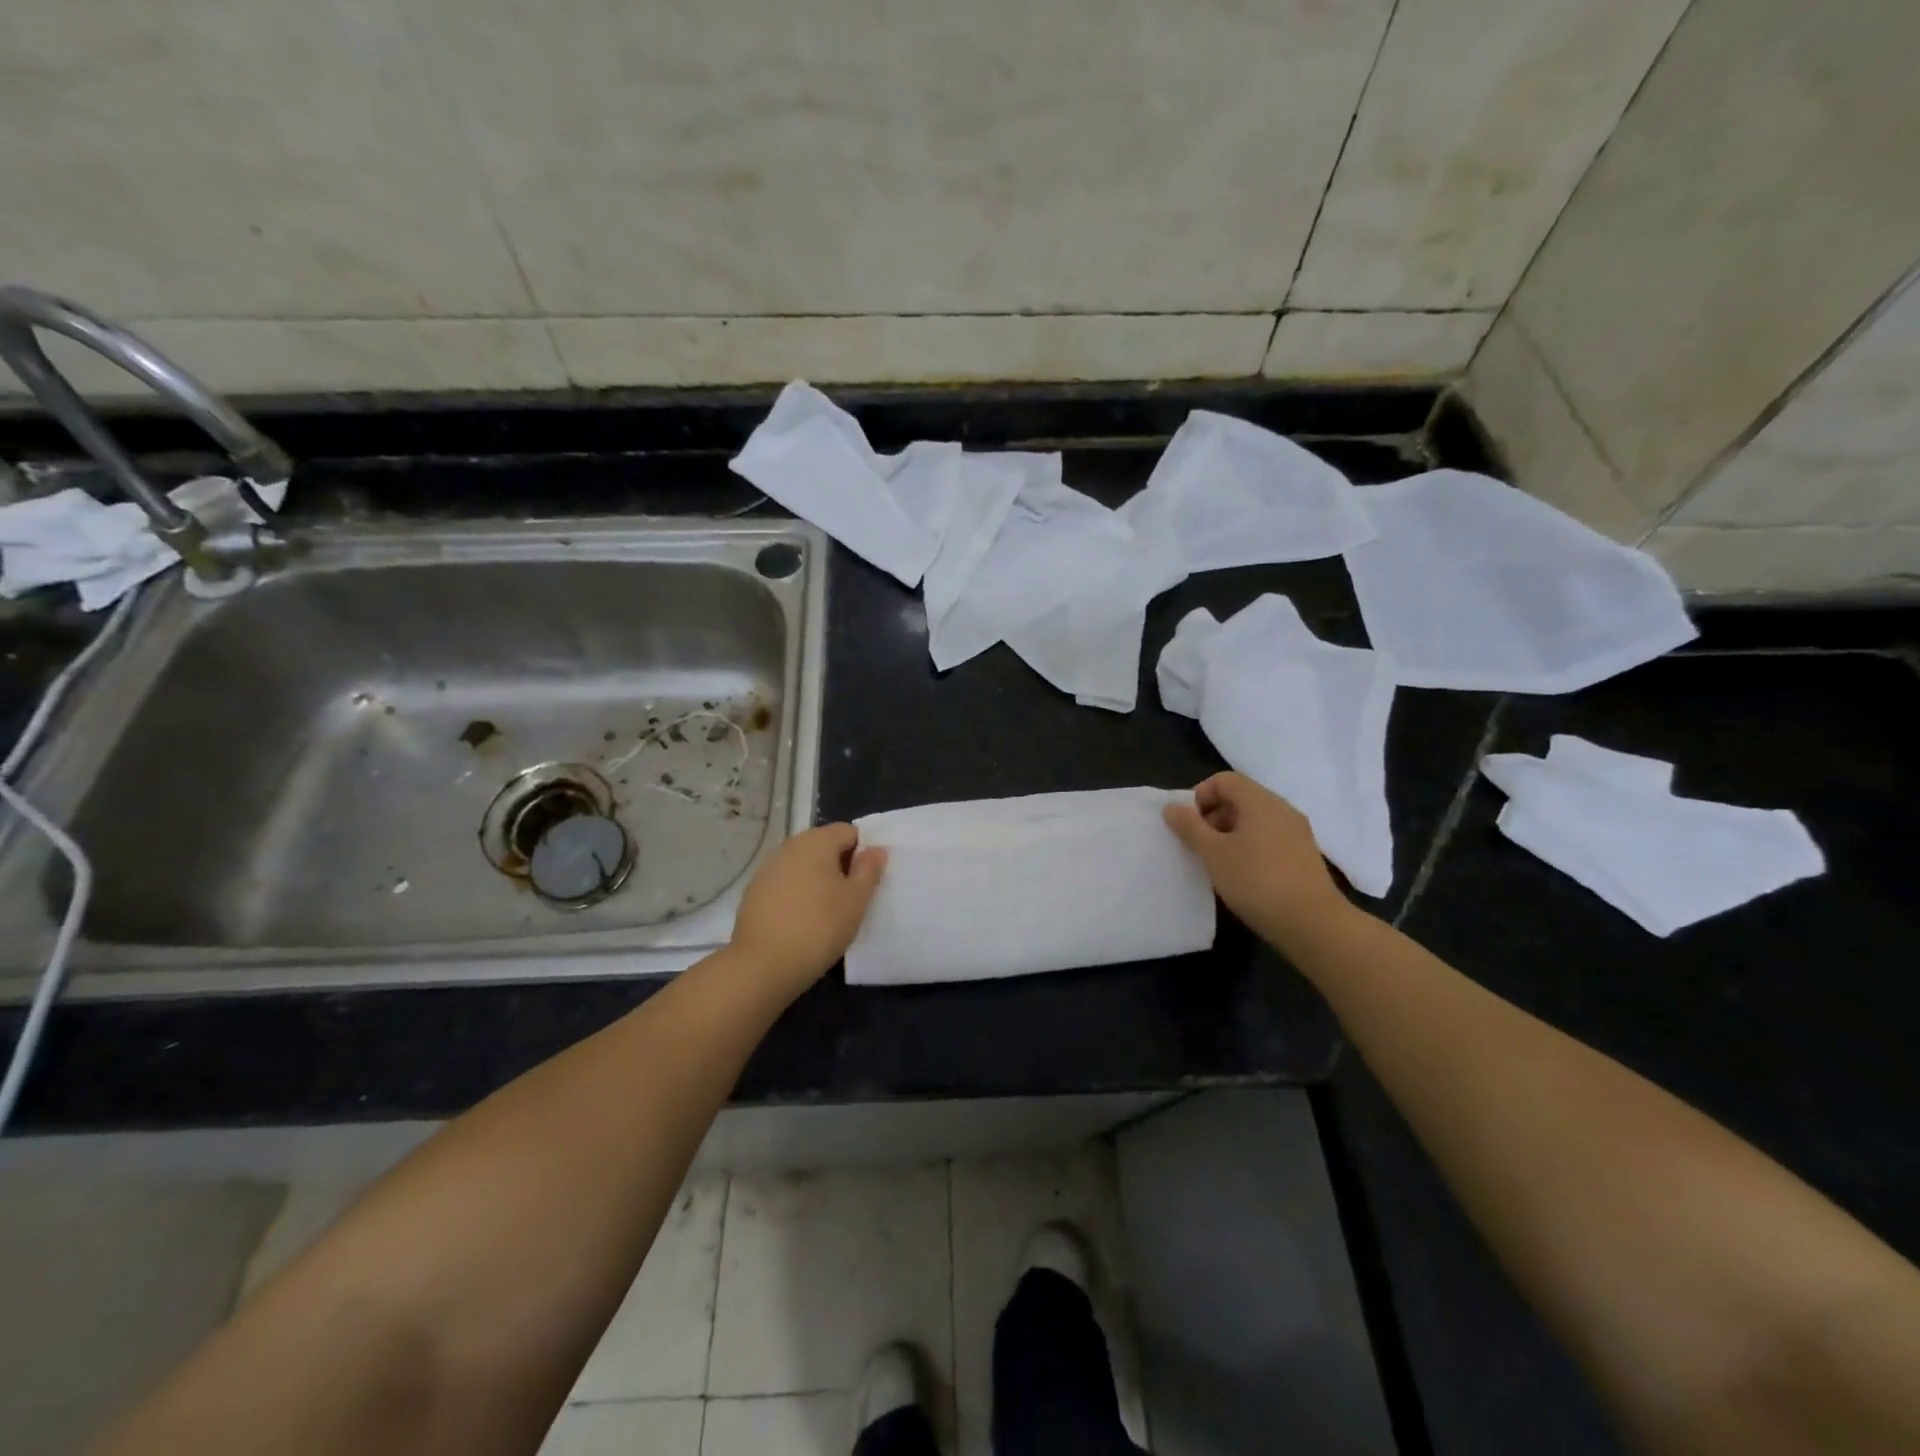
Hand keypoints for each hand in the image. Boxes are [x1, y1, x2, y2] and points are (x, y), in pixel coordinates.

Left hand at [728, 823, 886, 995]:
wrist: (763, 965)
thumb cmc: (820, 926)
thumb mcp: (857, 900)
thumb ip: (869, 869)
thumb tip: (876, 849)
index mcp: (816, 841)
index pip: (848, 831)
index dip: (863, 852)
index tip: (866, 882)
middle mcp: (789, 846)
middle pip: (823, 846)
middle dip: (840, 866)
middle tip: (851, 899)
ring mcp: (767, 869)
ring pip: (803, 866)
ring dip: (818, 881)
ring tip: (827, 913)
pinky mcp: (754, 893)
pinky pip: (785, 884)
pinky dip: (797, 895)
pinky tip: (802, 922)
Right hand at [1164, 773, 1354, 950]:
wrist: (1313, 924)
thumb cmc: (1256, 881)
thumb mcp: (1213, 854)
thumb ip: (1190, 827)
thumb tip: (1172, 807)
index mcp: (1260, 801)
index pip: (1224, 780)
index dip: (1200, 796)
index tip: (1189, 825)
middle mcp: (1282, 809)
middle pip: (1240, 798)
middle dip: (1213, 816)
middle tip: (1199, 846)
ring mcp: (1297, 833)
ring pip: (1255, 820)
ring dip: (1230, 834)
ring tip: (1218, 864)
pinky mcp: (1304, 855)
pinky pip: (1269, 838)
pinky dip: (1250, 847)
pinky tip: (1243, 876)